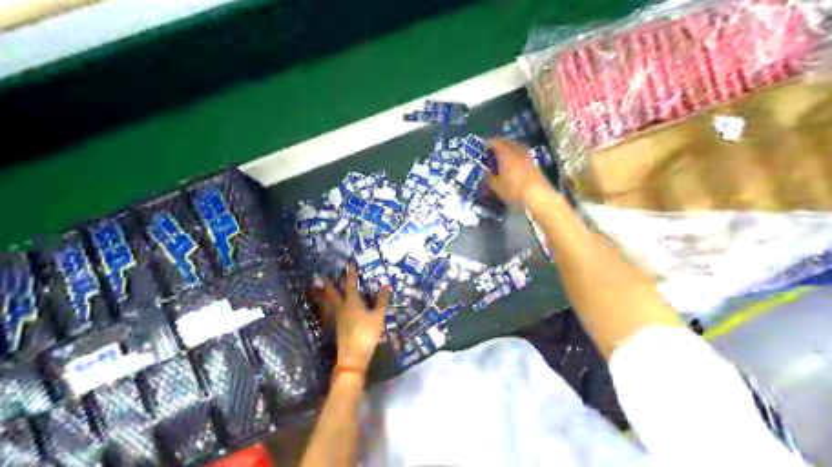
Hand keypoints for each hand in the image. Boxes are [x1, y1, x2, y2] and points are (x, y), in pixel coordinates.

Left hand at [309, 262, 392, 376]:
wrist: (353, 357)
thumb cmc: (367, 334)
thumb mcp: (378, 316)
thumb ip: (381, 301)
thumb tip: (386, 285)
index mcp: (352, 302)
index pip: (351, 284)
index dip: (351, 273)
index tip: (349, 263)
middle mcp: (342, 308)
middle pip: (333, 293)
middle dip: (329, 284)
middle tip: (322, 276)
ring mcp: (338, 319)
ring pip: (329, 303)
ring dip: (325, 295)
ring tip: (320, 289)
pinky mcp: (337, 328)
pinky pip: (331, 312)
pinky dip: (329, 307)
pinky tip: (331, 309)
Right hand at [490, 139, 550, 207]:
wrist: (538, 196)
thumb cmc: (513, 189)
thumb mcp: (496, 186)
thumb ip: (490, 177)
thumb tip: (487, 173)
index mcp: (505, 153)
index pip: (495, 142)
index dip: (489, 144)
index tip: (484, 148)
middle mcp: (517, 151)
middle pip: (507, 143)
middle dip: (500, 146)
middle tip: (493, 153)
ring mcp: (527, 157)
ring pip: (517, 148)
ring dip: (510, 151)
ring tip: (503, 159)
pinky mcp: (534, 164)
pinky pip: (523, 156)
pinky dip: (517, 158)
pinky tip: (514, 167)